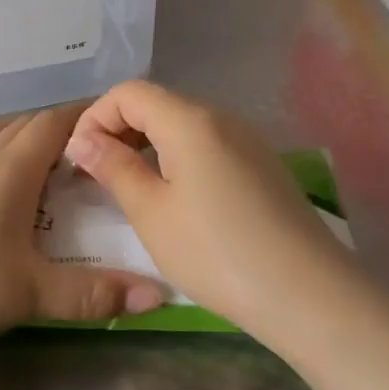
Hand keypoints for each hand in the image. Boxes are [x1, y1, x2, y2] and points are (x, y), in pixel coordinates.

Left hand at [0, 104, 168, 357]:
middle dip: (57, 128)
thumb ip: (95, 295)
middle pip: (22, 126)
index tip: (114, 121)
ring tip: (41, 162)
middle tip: (89, 150)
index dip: (84, 115)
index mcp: (9, 171)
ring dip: (18, 139)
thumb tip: (158, 295)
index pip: (52, 124)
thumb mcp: (32, 294)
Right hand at [63, 81, 356, 340]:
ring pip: (182, 127)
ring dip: (147, 147)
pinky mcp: (262, 168)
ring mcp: (247, 142)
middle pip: (157, 104)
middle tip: (96, 175)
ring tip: (129, 189)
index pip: (129, 92)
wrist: (309, 296)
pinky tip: (174, 200)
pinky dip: (177, 160)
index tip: (79, 159)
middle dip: (118, 131)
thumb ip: (114, 168)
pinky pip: (207, 147)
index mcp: (190, 121)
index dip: (94, 117)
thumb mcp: (151, 213)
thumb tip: (83, 141)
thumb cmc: (216, 253)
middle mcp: (221, 119)